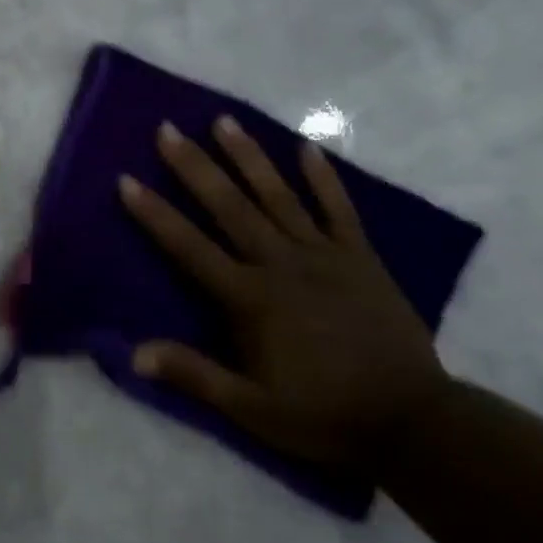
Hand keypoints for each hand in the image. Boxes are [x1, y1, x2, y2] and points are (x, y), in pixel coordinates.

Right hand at [117, 117, 450, 472]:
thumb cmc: (322, 415)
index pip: (190, 247)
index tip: (127, 181)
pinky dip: (324, 178)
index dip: (155, 214)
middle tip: (167, 129)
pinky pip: (340, 210)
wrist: (415, 422)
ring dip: (248, 157)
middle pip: (230, 207)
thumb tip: (133, 354)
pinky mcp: (362, 259)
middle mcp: (282, 265)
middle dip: (195, 166)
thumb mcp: (251, 407)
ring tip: (223, 120)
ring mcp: (326, 257)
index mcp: (250, 299)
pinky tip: (307, 148)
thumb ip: (194, 375)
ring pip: (279, 197)